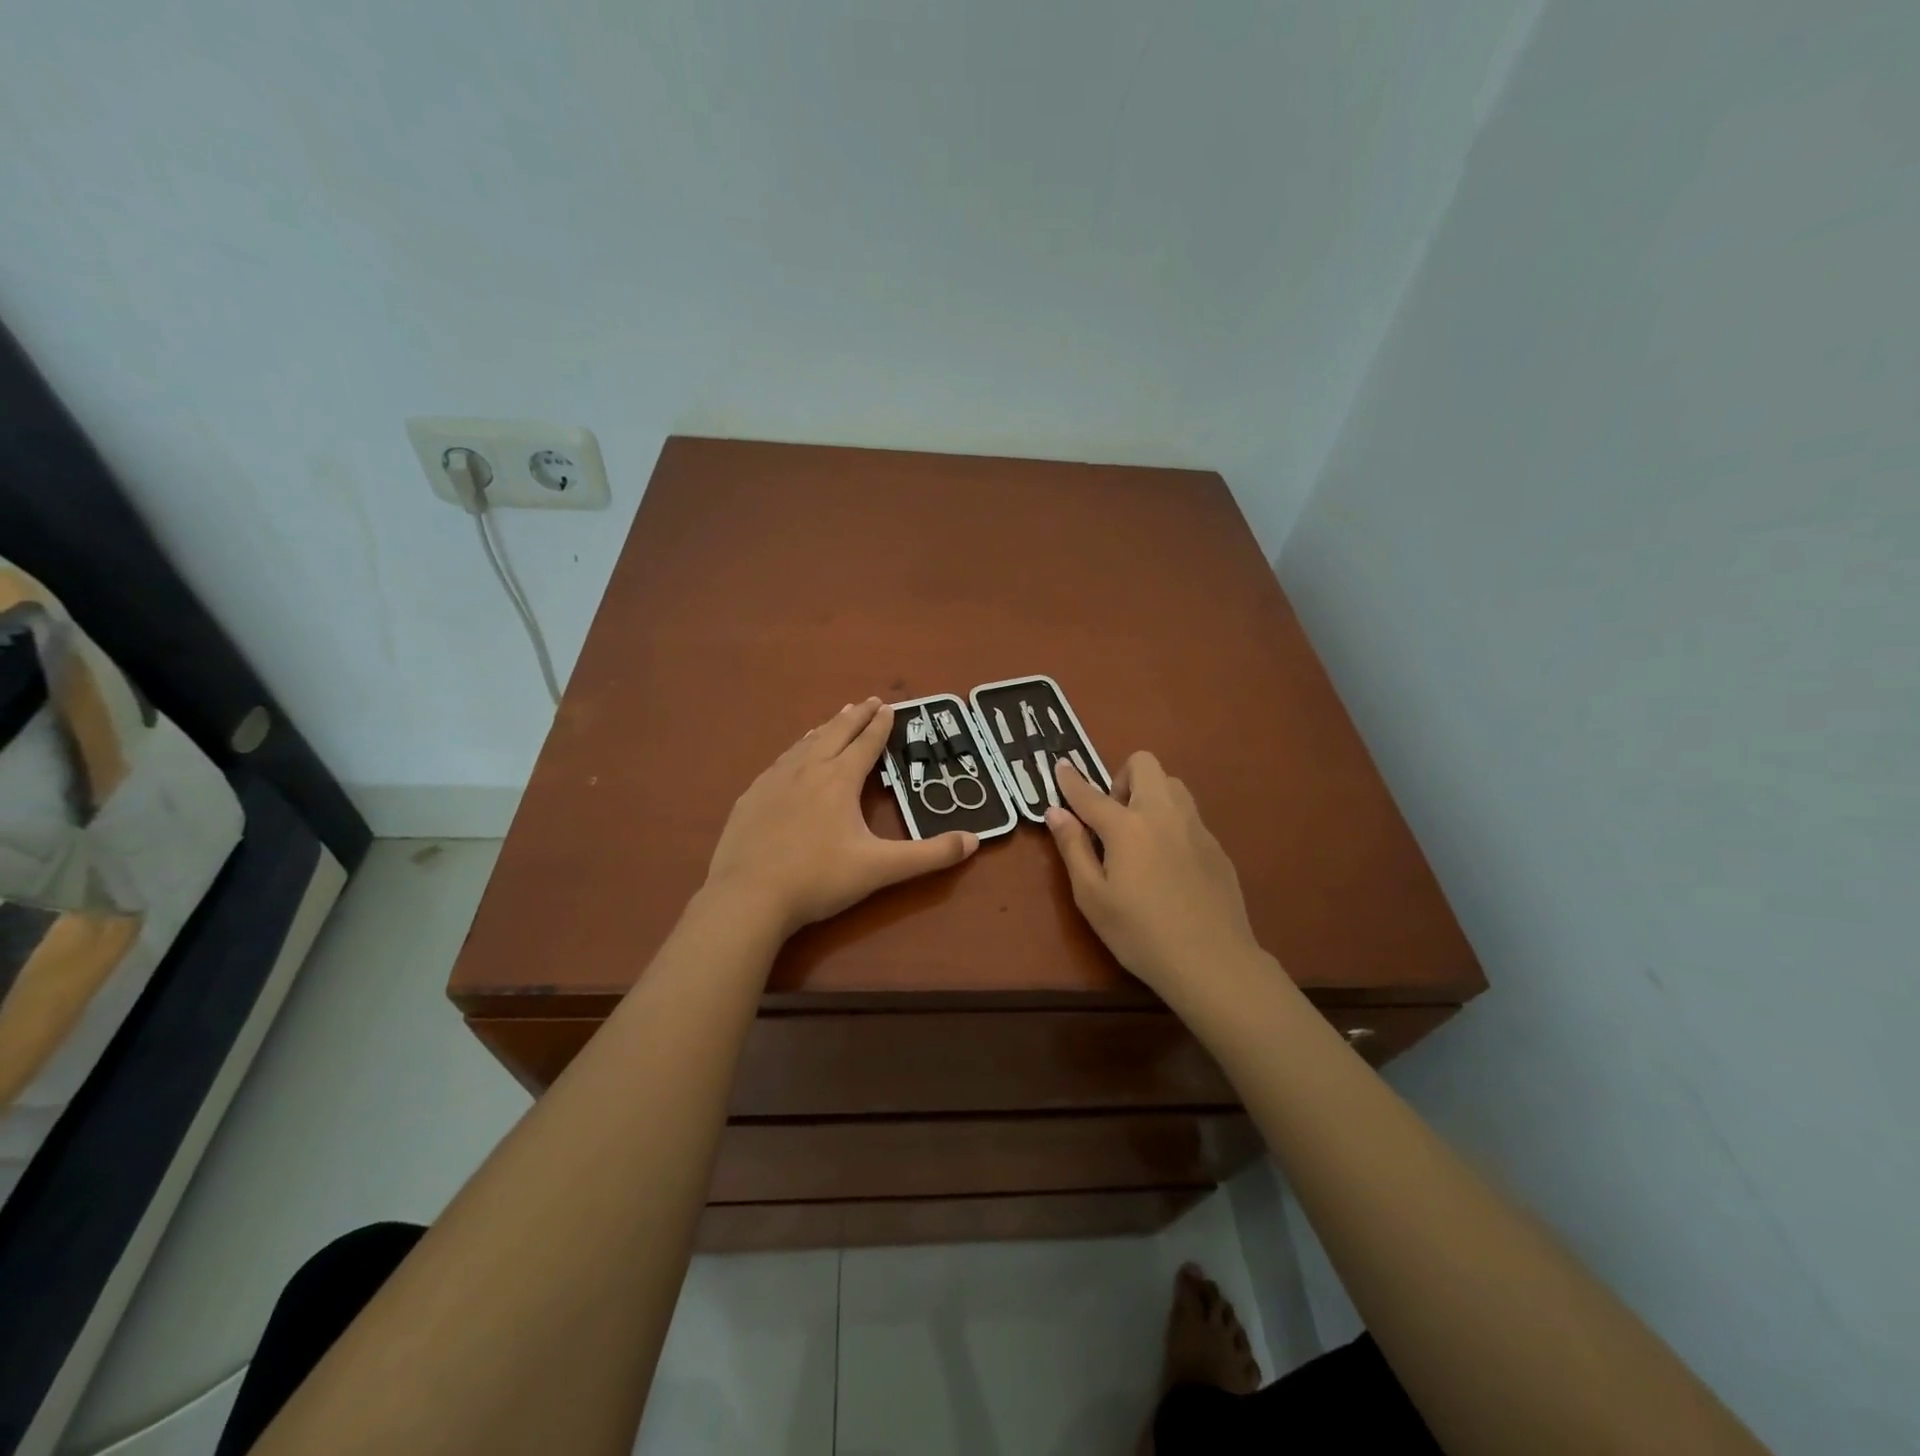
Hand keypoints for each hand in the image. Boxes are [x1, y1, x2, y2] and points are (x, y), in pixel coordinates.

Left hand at [706, 698, 977, 935]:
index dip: (880, 725)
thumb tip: (973, 841)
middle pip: (834, 733)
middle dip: (854, 717)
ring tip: (833, 720)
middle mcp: (807, 770)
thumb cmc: (819, 879)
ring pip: (804, 744)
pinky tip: (790, 758)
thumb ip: (929, 855)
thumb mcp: (880, 869)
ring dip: (824, 729)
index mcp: (839, 780)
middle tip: (868, 701)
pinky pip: (779, 762)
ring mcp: (774, 781)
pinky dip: (794, 751)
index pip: (865, 744)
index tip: (889, 707)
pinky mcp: (751, 798)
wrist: (748, 897)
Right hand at [1045, 754, 1262, 997]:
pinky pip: (1189, 815)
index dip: (1070, 779)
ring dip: (1150, 794)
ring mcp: (1195, 827)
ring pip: (1172, 784)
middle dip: (1121, 777)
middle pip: (1144, 764)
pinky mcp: (1216, 846)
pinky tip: (1168, 865)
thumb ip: (1073, 848)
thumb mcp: (1092, 898)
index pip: (1089, 793)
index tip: (1060, 766)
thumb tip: (1056, 812)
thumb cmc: (1140, 934)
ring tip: (1140, 835)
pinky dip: (1170, 822)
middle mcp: (1163, 814)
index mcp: (1127, 826)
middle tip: (1112, 818)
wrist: (1212, 962)